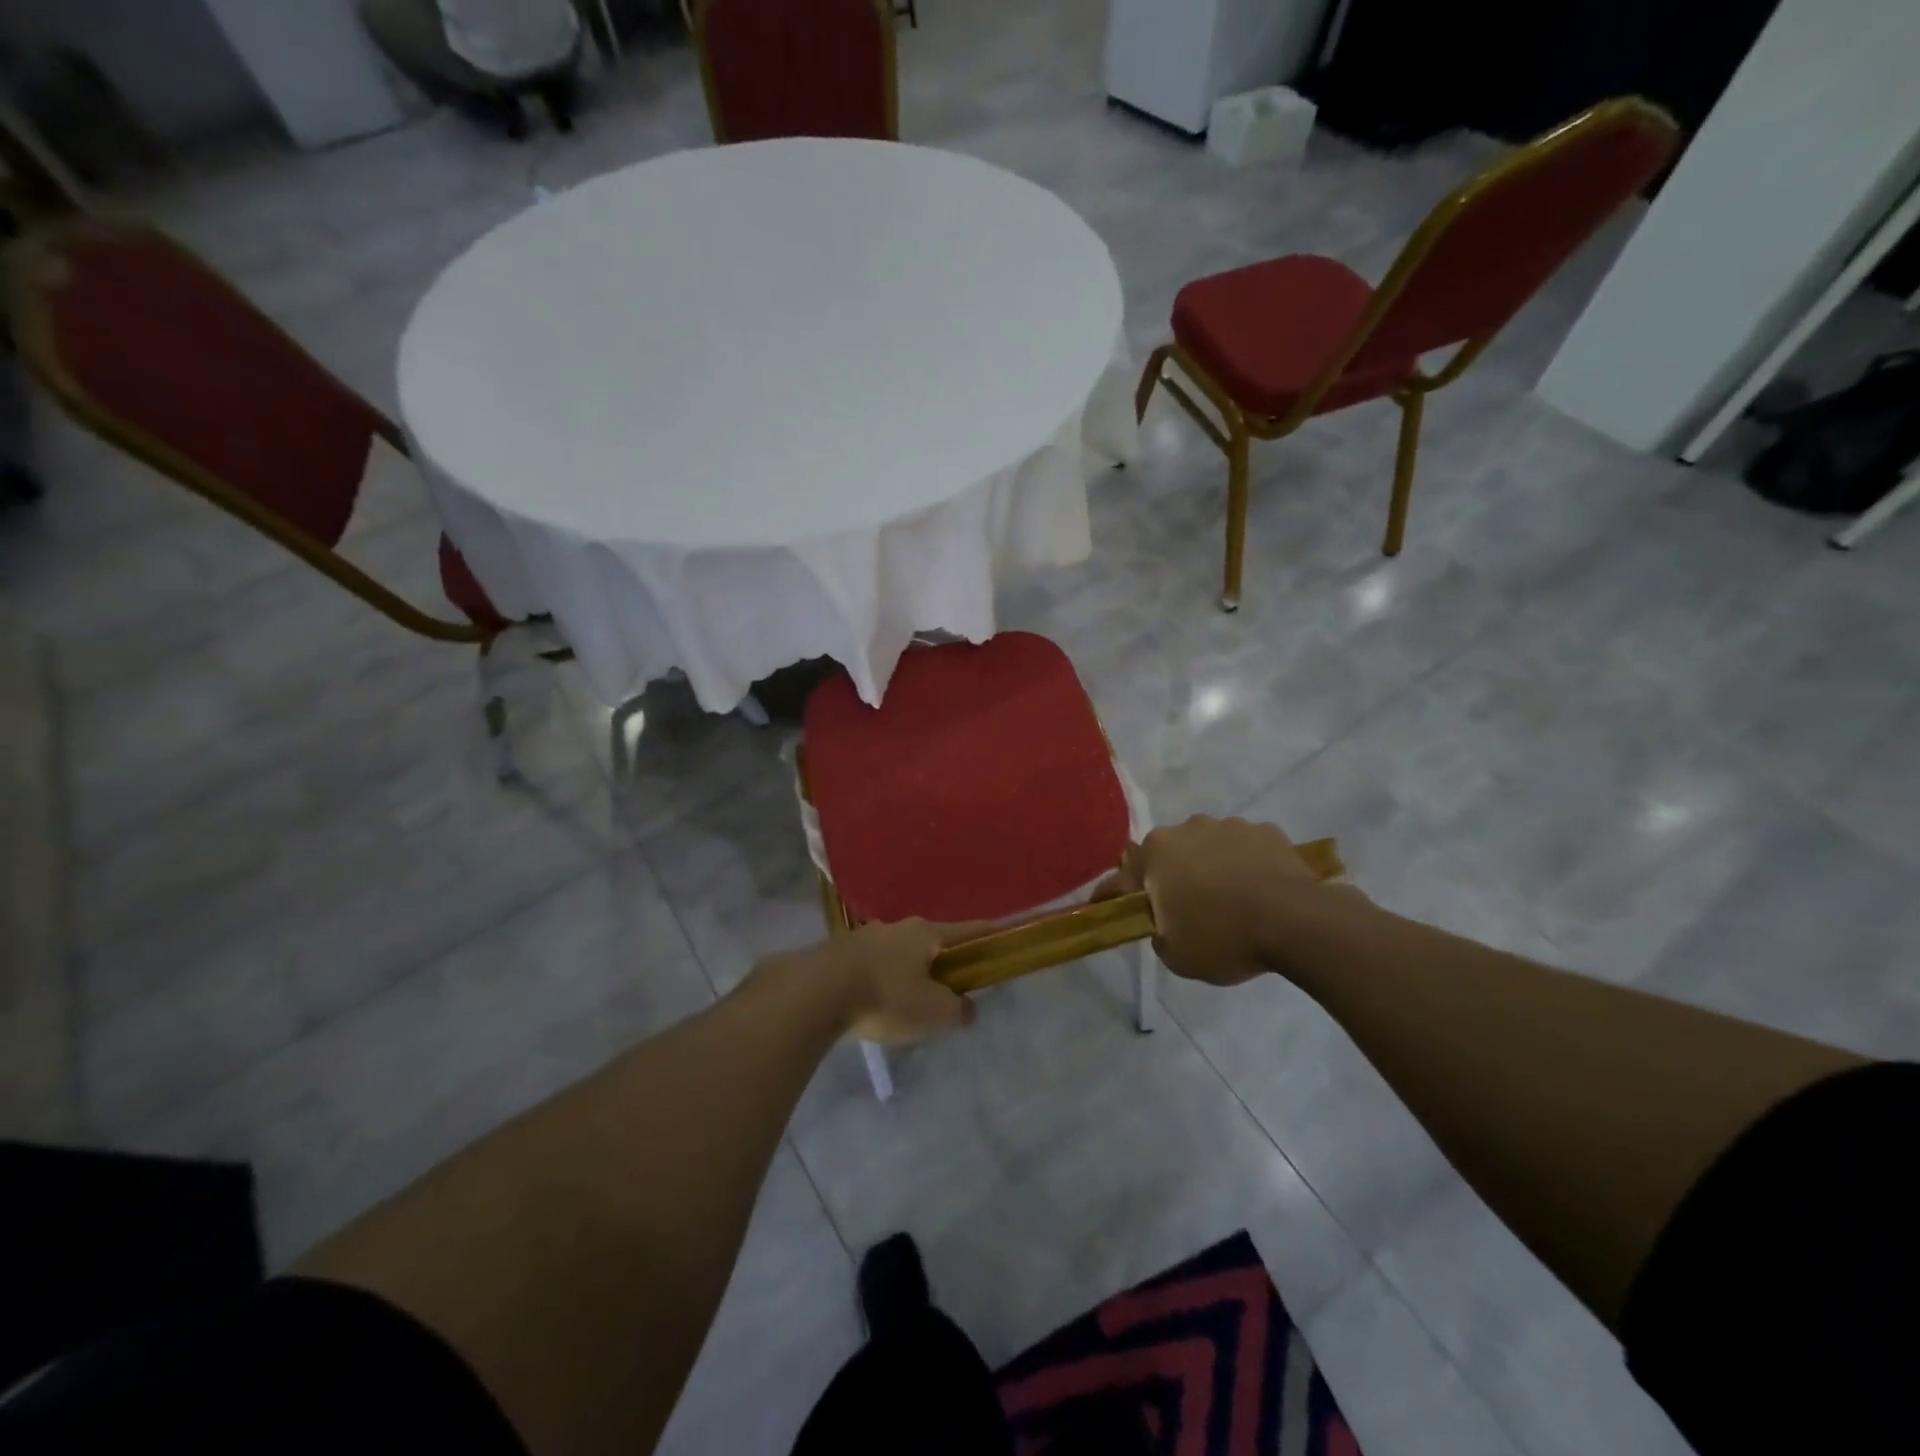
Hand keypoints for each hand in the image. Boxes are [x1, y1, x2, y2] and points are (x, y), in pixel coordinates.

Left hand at [781, 919, 987, 1044]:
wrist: (814, 994)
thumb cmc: (885, 998)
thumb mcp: (933, 1012)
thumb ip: (957, 1010)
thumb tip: (969, 1008)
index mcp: (926, 933)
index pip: (969, 930)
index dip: (988, 936)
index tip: (1003, 939)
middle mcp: (898, 927)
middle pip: (931, 942)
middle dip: (943, 962)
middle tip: (950, 990)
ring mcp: (865, 937)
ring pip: (899, 953)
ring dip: (909, 972)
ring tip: (909, 1002)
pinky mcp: (839, 953)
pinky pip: (872, 965)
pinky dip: (882, 980)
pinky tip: (876, 1002)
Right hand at [1095, 815, 1344, 985]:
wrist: (1296, 921)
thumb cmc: (1223, 937)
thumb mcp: (1175, 954)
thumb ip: (1157, 931)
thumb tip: (1164, 920)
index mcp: (1155, 855)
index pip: (1120, 879)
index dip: (1111, 897)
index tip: (1105, 909)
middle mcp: (1185, 830)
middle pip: (1166, 855)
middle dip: (1168, 876)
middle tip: (1182, 908)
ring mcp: (1227, 826)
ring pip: (1206, 846)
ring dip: (1208, 866)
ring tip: (1228, 898)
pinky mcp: (1264, 830)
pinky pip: (1243, 848)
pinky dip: (1244, 864)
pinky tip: (1258, 889)